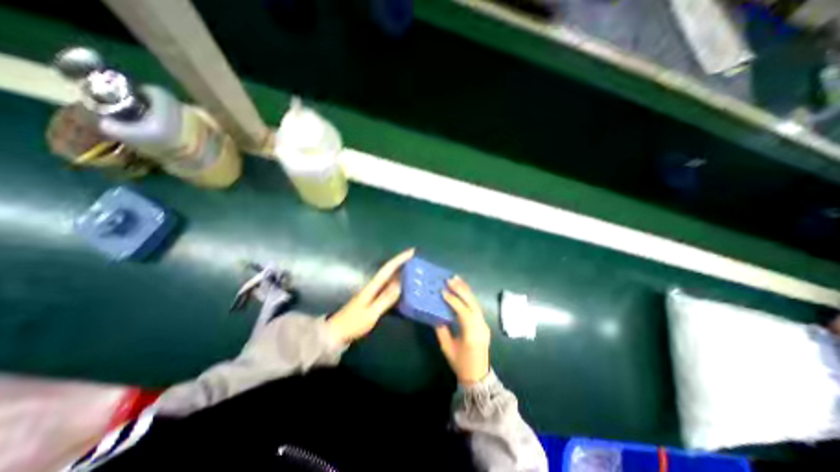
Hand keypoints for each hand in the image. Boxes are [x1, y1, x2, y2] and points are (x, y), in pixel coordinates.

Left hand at [327, 249, 414, 345]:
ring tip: (416, 272)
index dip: (400, 259)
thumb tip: (400, 285)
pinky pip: (389, 289)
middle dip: (403, 263)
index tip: (412, 251)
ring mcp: (373, 293)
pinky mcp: (374, 300)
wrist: (337, 334)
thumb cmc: (353, 324)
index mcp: (373, 286)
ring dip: (402, 274)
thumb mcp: (371, 313)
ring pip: (390, 279)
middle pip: (390, 271)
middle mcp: (374, 286)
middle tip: (419, 261)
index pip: (388, 268)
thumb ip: (385, 299)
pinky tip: (405, 290)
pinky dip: (398, 286)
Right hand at [437, 278, 489, 385]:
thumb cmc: (460, 363)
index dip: (453, 301)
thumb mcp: (447, 348)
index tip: (443, 292)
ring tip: (456, 279)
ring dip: (466, 290)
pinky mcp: (483, 323)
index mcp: (472, 334)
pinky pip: (476, 306)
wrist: (478, 375)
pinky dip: (469, 297)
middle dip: (461, 290)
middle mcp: (481, 326)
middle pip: (472, 303)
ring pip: (476, 303)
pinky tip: (462, 290)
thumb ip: (441, 330)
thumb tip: (435, 314)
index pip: (463, 312)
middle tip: (450, 279)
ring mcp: (484, 324)